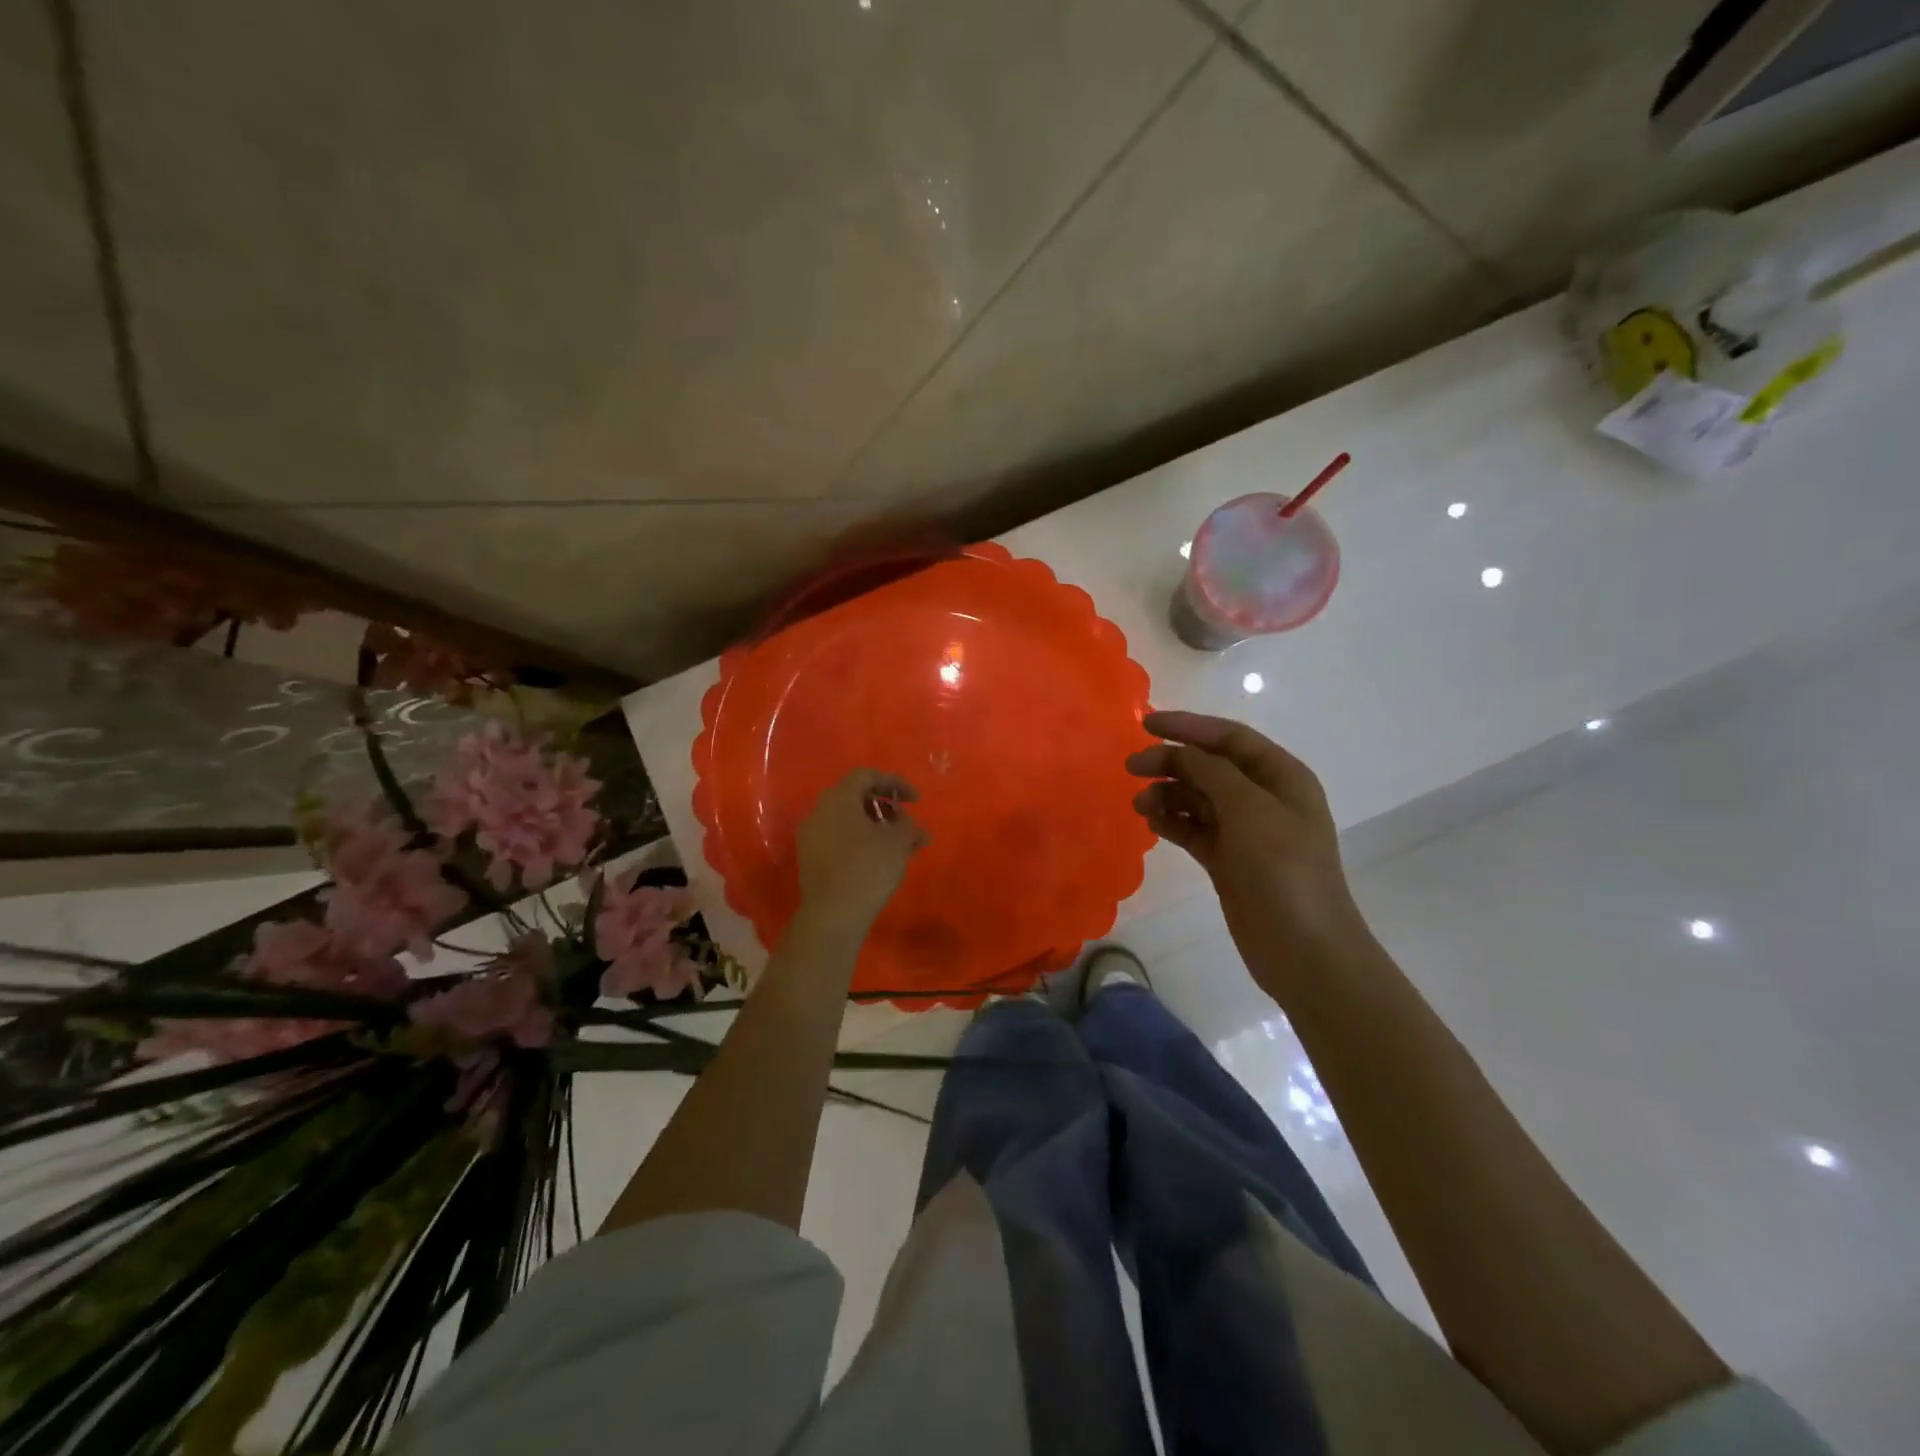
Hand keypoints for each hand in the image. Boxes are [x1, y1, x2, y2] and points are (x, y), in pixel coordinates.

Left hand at [793, 768, 927, 932]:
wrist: (832, 915)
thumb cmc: (867, 868)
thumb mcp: (898, 843)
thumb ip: (909, 827)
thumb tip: (913, 827)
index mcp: (838, 798)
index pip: (867, 776)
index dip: (895, 783)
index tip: (916, 801)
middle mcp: (819, 811)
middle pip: (855, 797)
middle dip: (886, 807)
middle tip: (906, 824)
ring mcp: (810, 835)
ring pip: (847, 819)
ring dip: (875, 825)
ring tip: (898, 845)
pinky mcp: (810, 858)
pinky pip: (838, 838)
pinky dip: (860, 840)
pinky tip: (879, 859)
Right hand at [1126, 710, 1374, 998]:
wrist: (1304, 950)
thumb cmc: (1283, 870)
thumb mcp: (1249, 810)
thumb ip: (1212, 773)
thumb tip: (1179, 752)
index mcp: (1281, 777)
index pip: (1230, 738)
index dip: (1189, 727)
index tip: (1146, 724)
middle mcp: (1263, 799)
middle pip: (1210, 766)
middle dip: (1171, 762)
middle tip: (1131, 767)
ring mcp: (1245, 832)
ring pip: (1198, 799)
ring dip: (1168, 794)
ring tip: (1140, 805)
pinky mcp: (1228, 861)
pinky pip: (1194, 830)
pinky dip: (1172, 823)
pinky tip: (1151, 823)